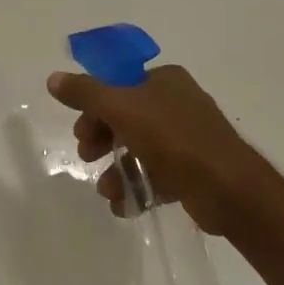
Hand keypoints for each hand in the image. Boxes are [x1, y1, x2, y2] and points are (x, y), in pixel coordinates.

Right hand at [46, 65, 268, 233]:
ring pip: (140, 148)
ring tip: (106, 191)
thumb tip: (53, 78)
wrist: (230, 190)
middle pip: (126, 115)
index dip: (95, 105)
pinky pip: (157, 174)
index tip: (80, 129)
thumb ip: (86, 93)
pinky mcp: (194, 171)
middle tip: (86, 156)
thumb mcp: (122, 109)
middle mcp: (177, 102)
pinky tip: (124, 206)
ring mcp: (188, 138)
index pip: (119, 84)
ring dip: (117, 168)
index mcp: (164, 79)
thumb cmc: (174, 139)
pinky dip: (139, 186)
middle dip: (103, 138)